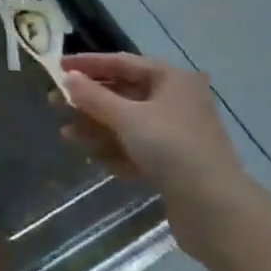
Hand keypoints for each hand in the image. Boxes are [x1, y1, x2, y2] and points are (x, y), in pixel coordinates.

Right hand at [61, 53, 260, 263]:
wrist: (215, 208)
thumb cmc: (171, 148)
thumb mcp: (127, 118)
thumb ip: (94, 97)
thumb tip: (68, 78)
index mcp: (172, 79)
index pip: (122, 62)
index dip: (88, 64)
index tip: (58, 66)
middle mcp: (177, 101)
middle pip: (124, 94)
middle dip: (89, 101)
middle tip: (55, 104)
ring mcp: (178, 134)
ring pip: (129, 124)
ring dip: (97, 128)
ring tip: (67, 135)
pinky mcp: (176, 163)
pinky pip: (138, 148)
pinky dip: (116, 150)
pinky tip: (93, 158)